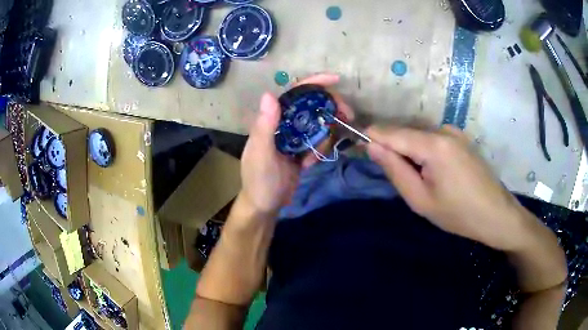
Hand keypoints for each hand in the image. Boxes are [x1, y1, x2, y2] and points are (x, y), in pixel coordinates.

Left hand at [240, 74, 353, 214]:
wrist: (264, 206)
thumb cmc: (259, 181)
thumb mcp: (261, 155)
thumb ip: (264, 127)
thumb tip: (269, 94)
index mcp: (271, 120)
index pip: (293, 94)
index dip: (313, 83)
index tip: (336, 80)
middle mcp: (283, 124)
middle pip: (310, 105)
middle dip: (330, 107)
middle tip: (347, 115)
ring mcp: (293, 137)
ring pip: (317, 124)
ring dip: (327, 132)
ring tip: (324, 149)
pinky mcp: (300, 150)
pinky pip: (317, 142)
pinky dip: (321, 148)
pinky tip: (312, 162)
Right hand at [366, 125, 530, 250]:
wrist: (497, 214)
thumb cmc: (458, 214)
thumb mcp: (421, 200)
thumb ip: (395, 170)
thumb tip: (372, 146)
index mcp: (434, 144)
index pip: (391, 132)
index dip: (372, 138)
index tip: (359, 149)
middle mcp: (443, 129)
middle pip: (405, 132)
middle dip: (393, 149)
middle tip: (395, 177)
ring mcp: (454, 132)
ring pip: (419, 136)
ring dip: (410, 153)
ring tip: (419, 180)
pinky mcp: (461, 138)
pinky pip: (433, 140)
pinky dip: (425, 152)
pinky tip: (434, 174)